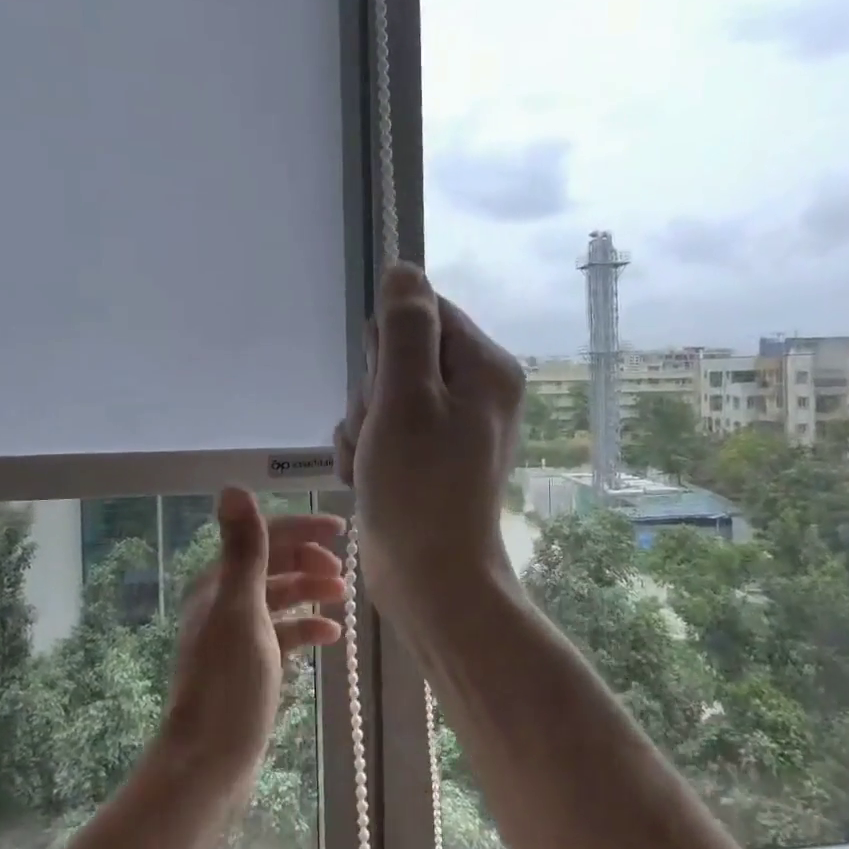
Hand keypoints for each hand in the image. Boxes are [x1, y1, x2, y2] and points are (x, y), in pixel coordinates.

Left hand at [158, 489, 346, 788]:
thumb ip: (245, 549)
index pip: (263, 538)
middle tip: (342, 569)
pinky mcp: (251, 663)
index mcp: (218, 583)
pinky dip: (306, 627)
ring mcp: (238, 634)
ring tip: (342, 596)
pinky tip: (330, 635)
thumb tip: (232, 487)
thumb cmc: (229, 682)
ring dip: (310, 591)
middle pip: (273, 565)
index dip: (301, 529)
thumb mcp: (242, 609)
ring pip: (281, 598)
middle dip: (308, 560)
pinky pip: (284, 632)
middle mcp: (224, 601)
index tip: (340, 530)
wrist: (210, 761)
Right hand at [333, 263, 524, 621]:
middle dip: (373, 395)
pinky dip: (367, 452)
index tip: (386, 389)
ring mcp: (451, 425)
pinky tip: (371, 479)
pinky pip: (383, 429)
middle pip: (397, 356)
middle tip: (382, 435)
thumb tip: (403, 268)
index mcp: (484, 366)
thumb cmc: (420, 488)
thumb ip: (405, 327)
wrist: (431, 580)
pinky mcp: (428, 455)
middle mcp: (474, 389)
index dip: (387, 347)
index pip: (422, 312)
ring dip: (363, 428)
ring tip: (375, 465)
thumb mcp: (406, 397)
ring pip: (381, 395)